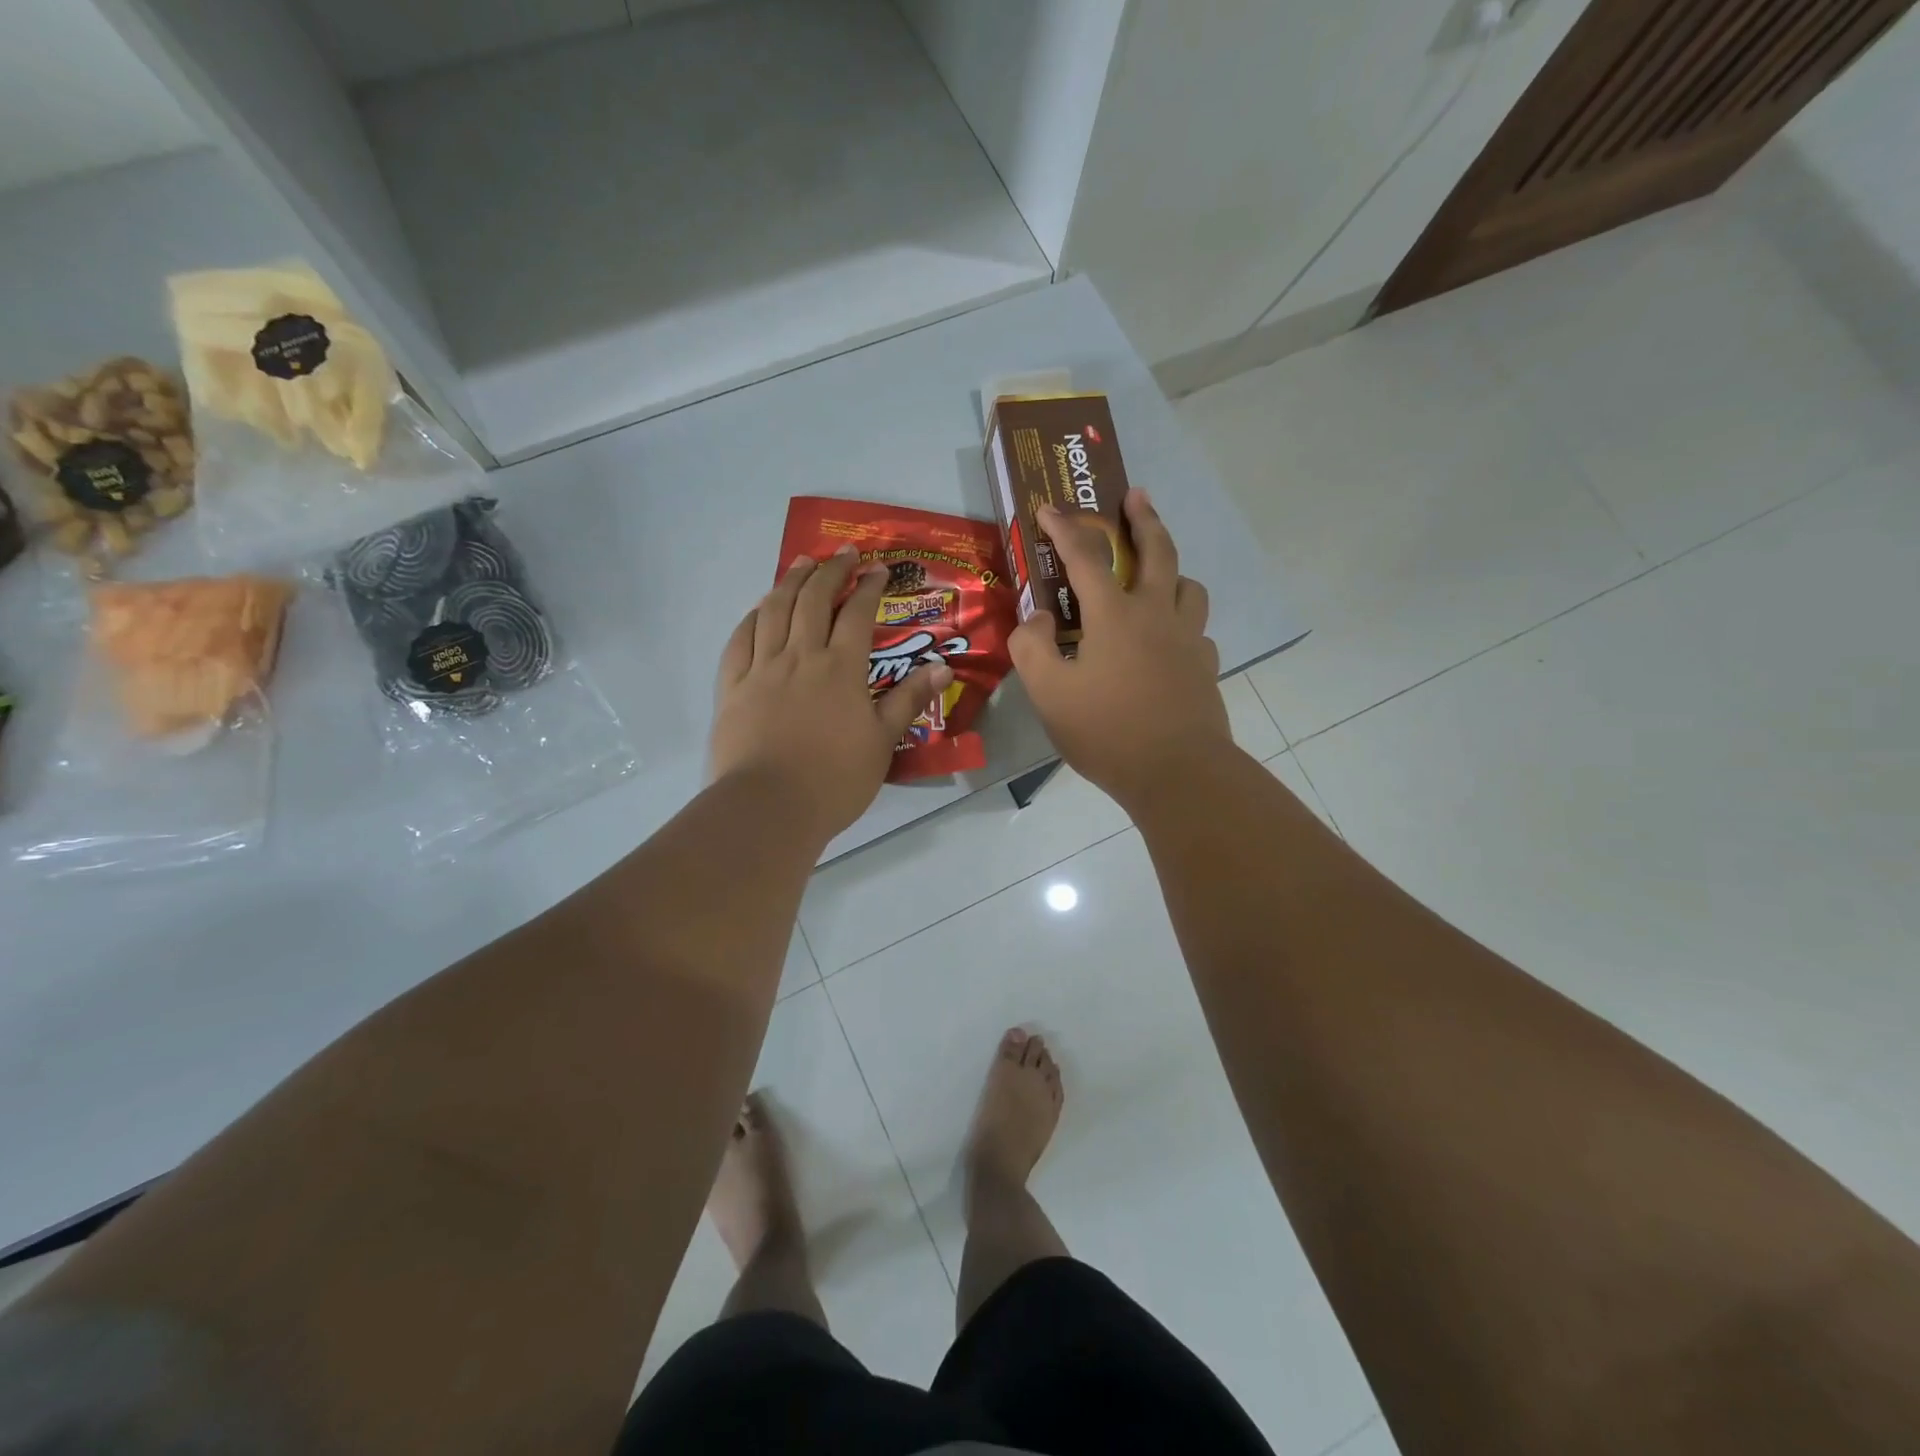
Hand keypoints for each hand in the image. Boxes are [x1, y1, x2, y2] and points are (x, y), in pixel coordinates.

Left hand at [711, 546, 952, 842]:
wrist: (769, 807)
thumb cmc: (835, 780)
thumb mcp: (883, 742)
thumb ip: (908, 700)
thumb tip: (943, 667)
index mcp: (840, 668)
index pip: (856, 614)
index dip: (868, 587)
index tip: (878, 570)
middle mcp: (800, 656)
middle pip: (812, 600)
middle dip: (829, 571)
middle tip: (842, 553)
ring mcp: (761, 669)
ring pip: (774, 611)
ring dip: (789, 581)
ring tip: (801, 563)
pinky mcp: (732, 688)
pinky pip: (740, 641)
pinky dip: (752, 617)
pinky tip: (759, 608)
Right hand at [1010, 490, 1230, 808]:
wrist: (1177, 773)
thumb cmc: (1106, 731)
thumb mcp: (1048, 693)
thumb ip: (1032, 647)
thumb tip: (1039, 618)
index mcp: (1115, 615)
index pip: (1085, 557)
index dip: (1064, 528)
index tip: (1048, 507)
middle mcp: (1157, 615)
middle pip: (1158, 552)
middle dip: (1144, 519)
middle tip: (1137, 495)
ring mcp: (1189, 641)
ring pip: (1189, 587)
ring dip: (1172, 570)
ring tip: (1157, 575)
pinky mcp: (1205, 668)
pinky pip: (1197, 630)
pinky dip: (1182, 622)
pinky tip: (1170, 640)